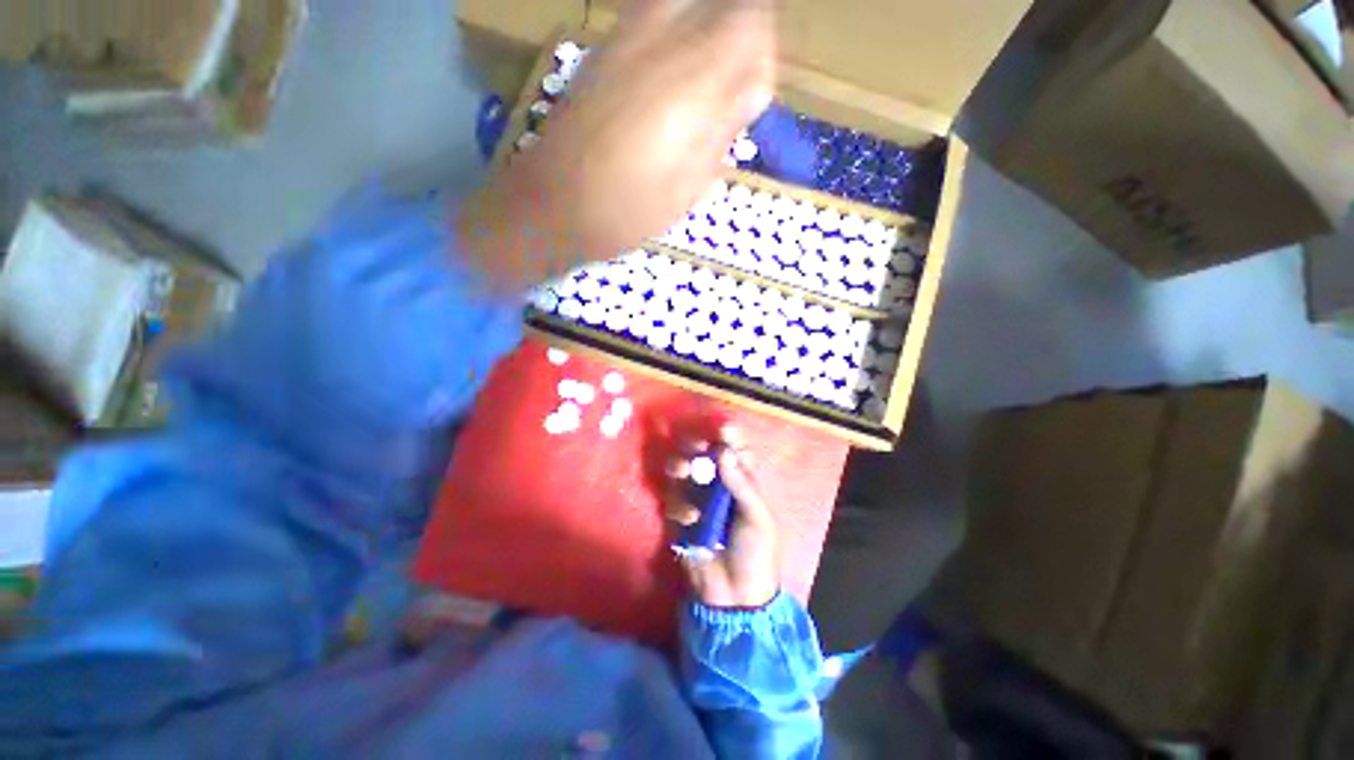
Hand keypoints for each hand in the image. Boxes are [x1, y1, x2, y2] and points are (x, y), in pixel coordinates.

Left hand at [460, 0, 776, 288]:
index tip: (749, 100)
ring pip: (683, 2)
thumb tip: (750, 90)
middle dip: (734, 36)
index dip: (761, 55)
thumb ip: (725, 127)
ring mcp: (626, 35)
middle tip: (726, 89)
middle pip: (719, 0)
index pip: (753, 18)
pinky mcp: (603, 48)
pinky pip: (651, 17)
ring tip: (695, 92)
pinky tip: (662, 90)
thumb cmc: (630, 208)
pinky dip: (670, 40)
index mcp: (694, 74)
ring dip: (701, 36)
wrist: (557, 203)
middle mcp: (662, 35)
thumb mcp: (691, 183)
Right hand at [665, 427, 781, 608]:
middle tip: (696, 446)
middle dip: (697, 446)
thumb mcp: (758, 518)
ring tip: (683, 470)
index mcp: (743, 484)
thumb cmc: (756, 554)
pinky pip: (673, 500)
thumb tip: (723, 452)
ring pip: (683, 472)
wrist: (735, 598)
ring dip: (680, 465)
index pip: (736, 452)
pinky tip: (691, 519)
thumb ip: (741, 484)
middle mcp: (718, 486)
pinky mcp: (680, 518)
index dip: (730, 437)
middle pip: (704, 456)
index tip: (724, 428)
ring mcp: (697, 501)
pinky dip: (679, 505)